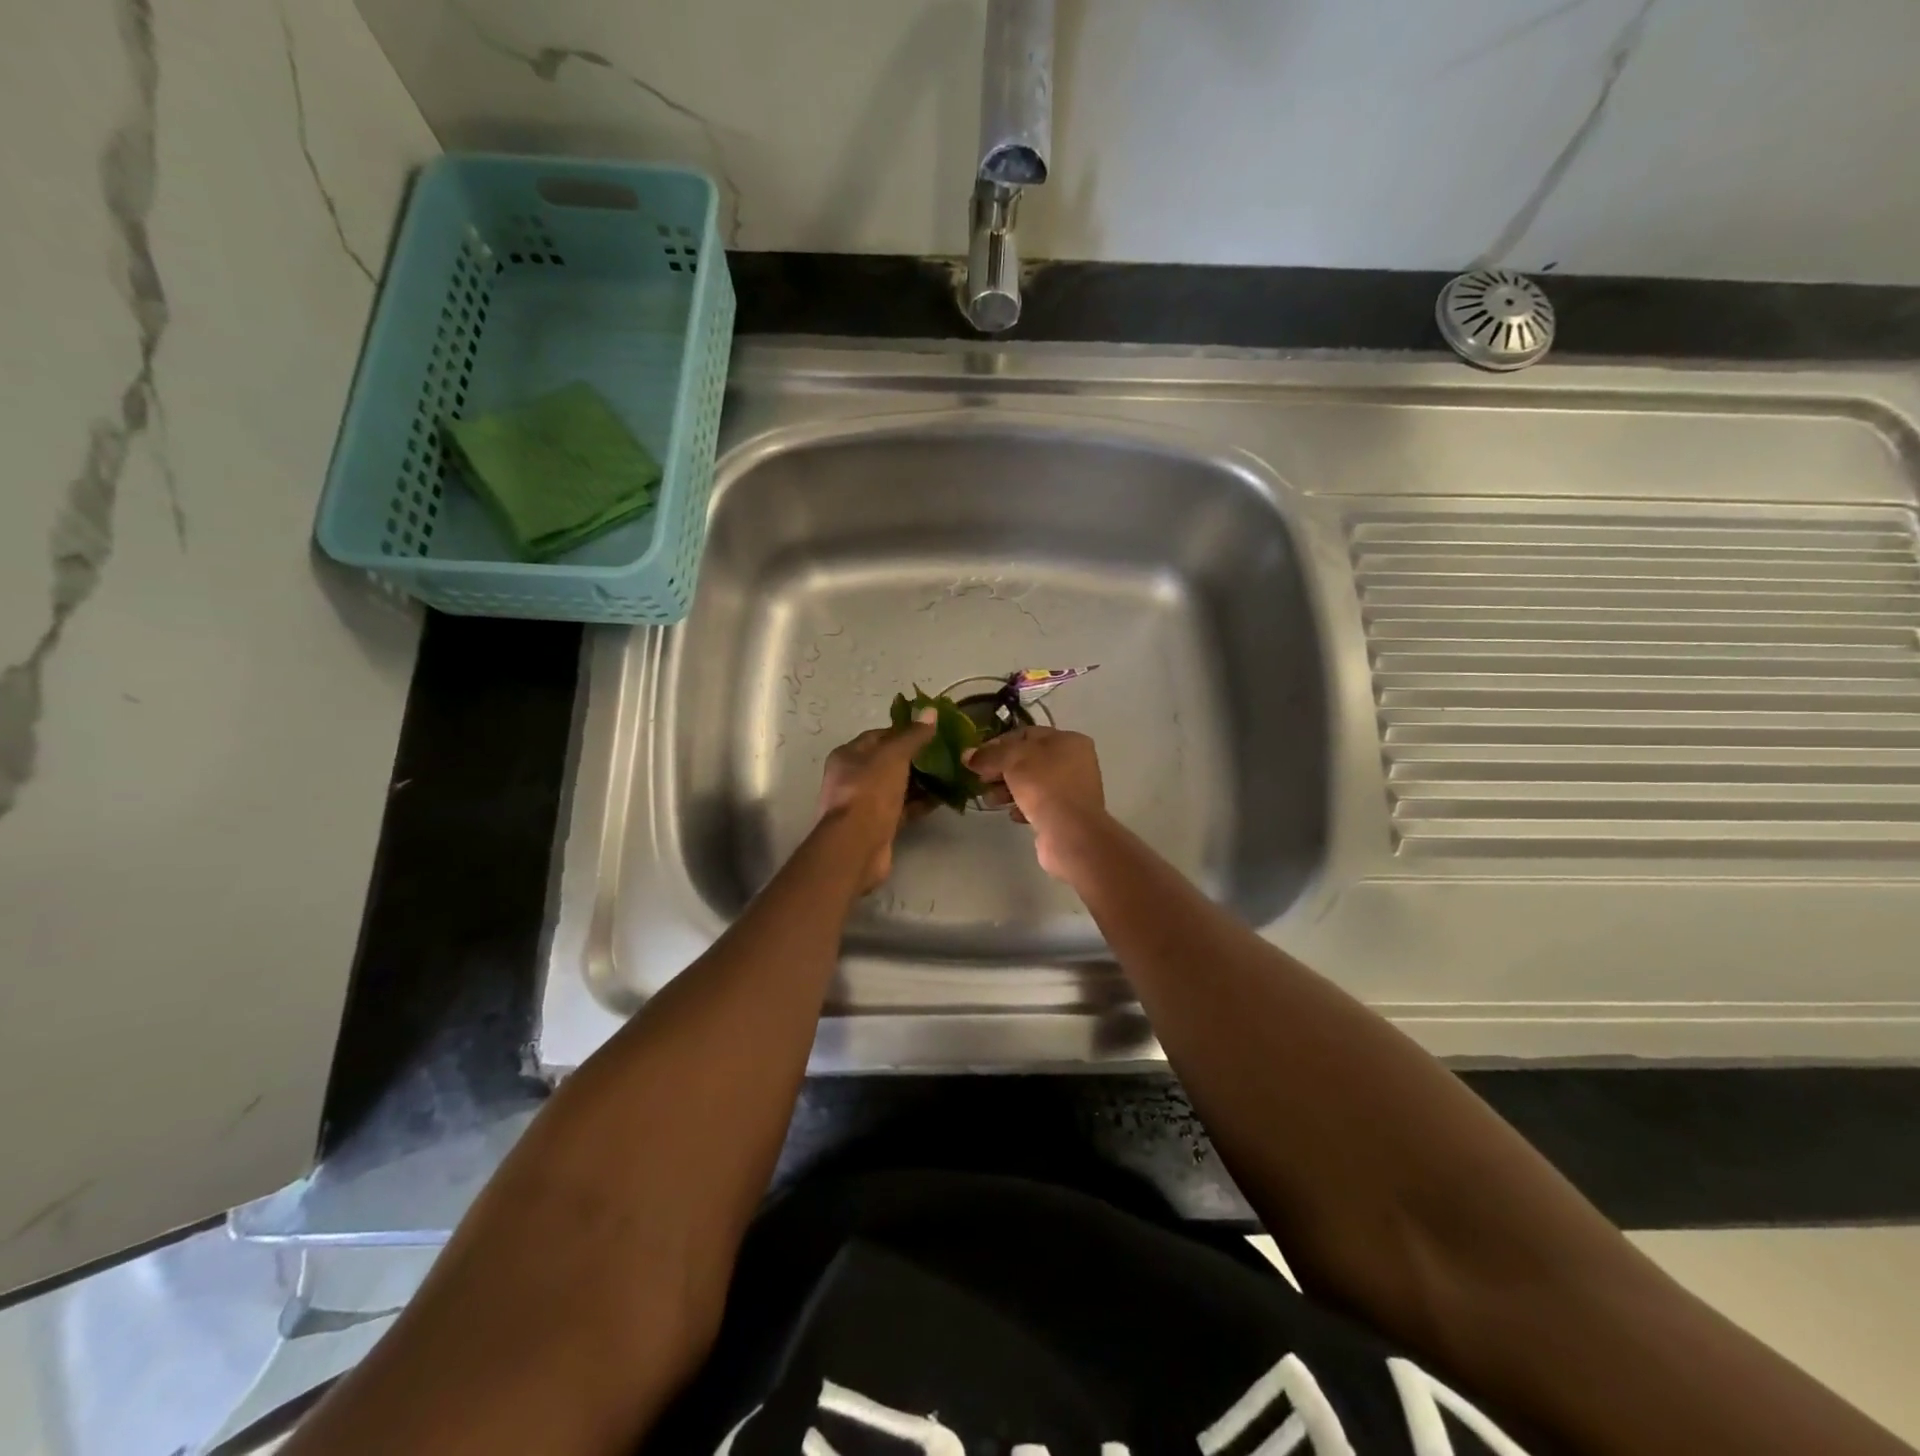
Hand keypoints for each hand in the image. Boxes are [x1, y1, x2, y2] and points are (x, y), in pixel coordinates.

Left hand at [815, 712, 936, 893]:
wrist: (857, 845)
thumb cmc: (870, 791)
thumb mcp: (894, 755)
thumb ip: (913, 735)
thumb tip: (930, 711)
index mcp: (848, 755)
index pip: (878, 736)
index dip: (904, 731)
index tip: (931, 731)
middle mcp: (853, 778)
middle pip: (889, 762)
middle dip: (916, 758)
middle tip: (945, 753)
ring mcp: (866, 804)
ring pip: (898, 787)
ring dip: (921, 781)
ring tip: (950, 774)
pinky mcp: (879, 826)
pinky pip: (903, 809)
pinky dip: (921, 803)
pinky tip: (944, 798)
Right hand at [963, 726, 1108, 879]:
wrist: (1071, 833)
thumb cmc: (1045, 786)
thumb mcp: (1012, 761)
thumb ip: (988, 755)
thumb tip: (967, 755)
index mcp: (1068, 740)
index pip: (1026, 734)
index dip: (998, 743)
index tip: (976, 757)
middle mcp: (1075, 762)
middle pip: (1028, 760)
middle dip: (1001, 769)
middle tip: (980, 780)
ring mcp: (1072, 790)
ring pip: (1032, 783)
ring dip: (1008, 789)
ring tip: (991, 800)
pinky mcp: (1067, 815)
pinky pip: (1039, 805)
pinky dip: (1022, 807)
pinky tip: (1011, 814)